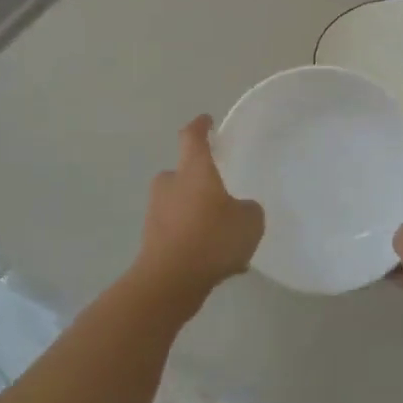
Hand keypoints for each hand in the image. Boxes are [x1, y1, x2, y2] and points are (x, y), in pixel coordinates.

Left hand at [134, 116, 264, 305]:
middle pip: (184, 174)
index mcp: (193, 170)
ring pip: (182, 206)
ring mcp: (157, 213)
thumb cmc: (212, 238)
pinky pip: (180, 233)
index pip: (192, 137)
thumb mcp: (249, 221)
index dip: (200, 126)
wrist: (169, 281)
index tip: (206, 121)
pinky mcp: (152, 241)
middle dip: (200, 182)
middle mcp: (170, 185)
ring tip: (226, 239)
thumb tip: (240, 209)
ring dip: (199, 215)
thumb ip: (248, 209)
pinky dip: (195, 241)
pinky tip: (216, 262)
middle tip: (222, 195)